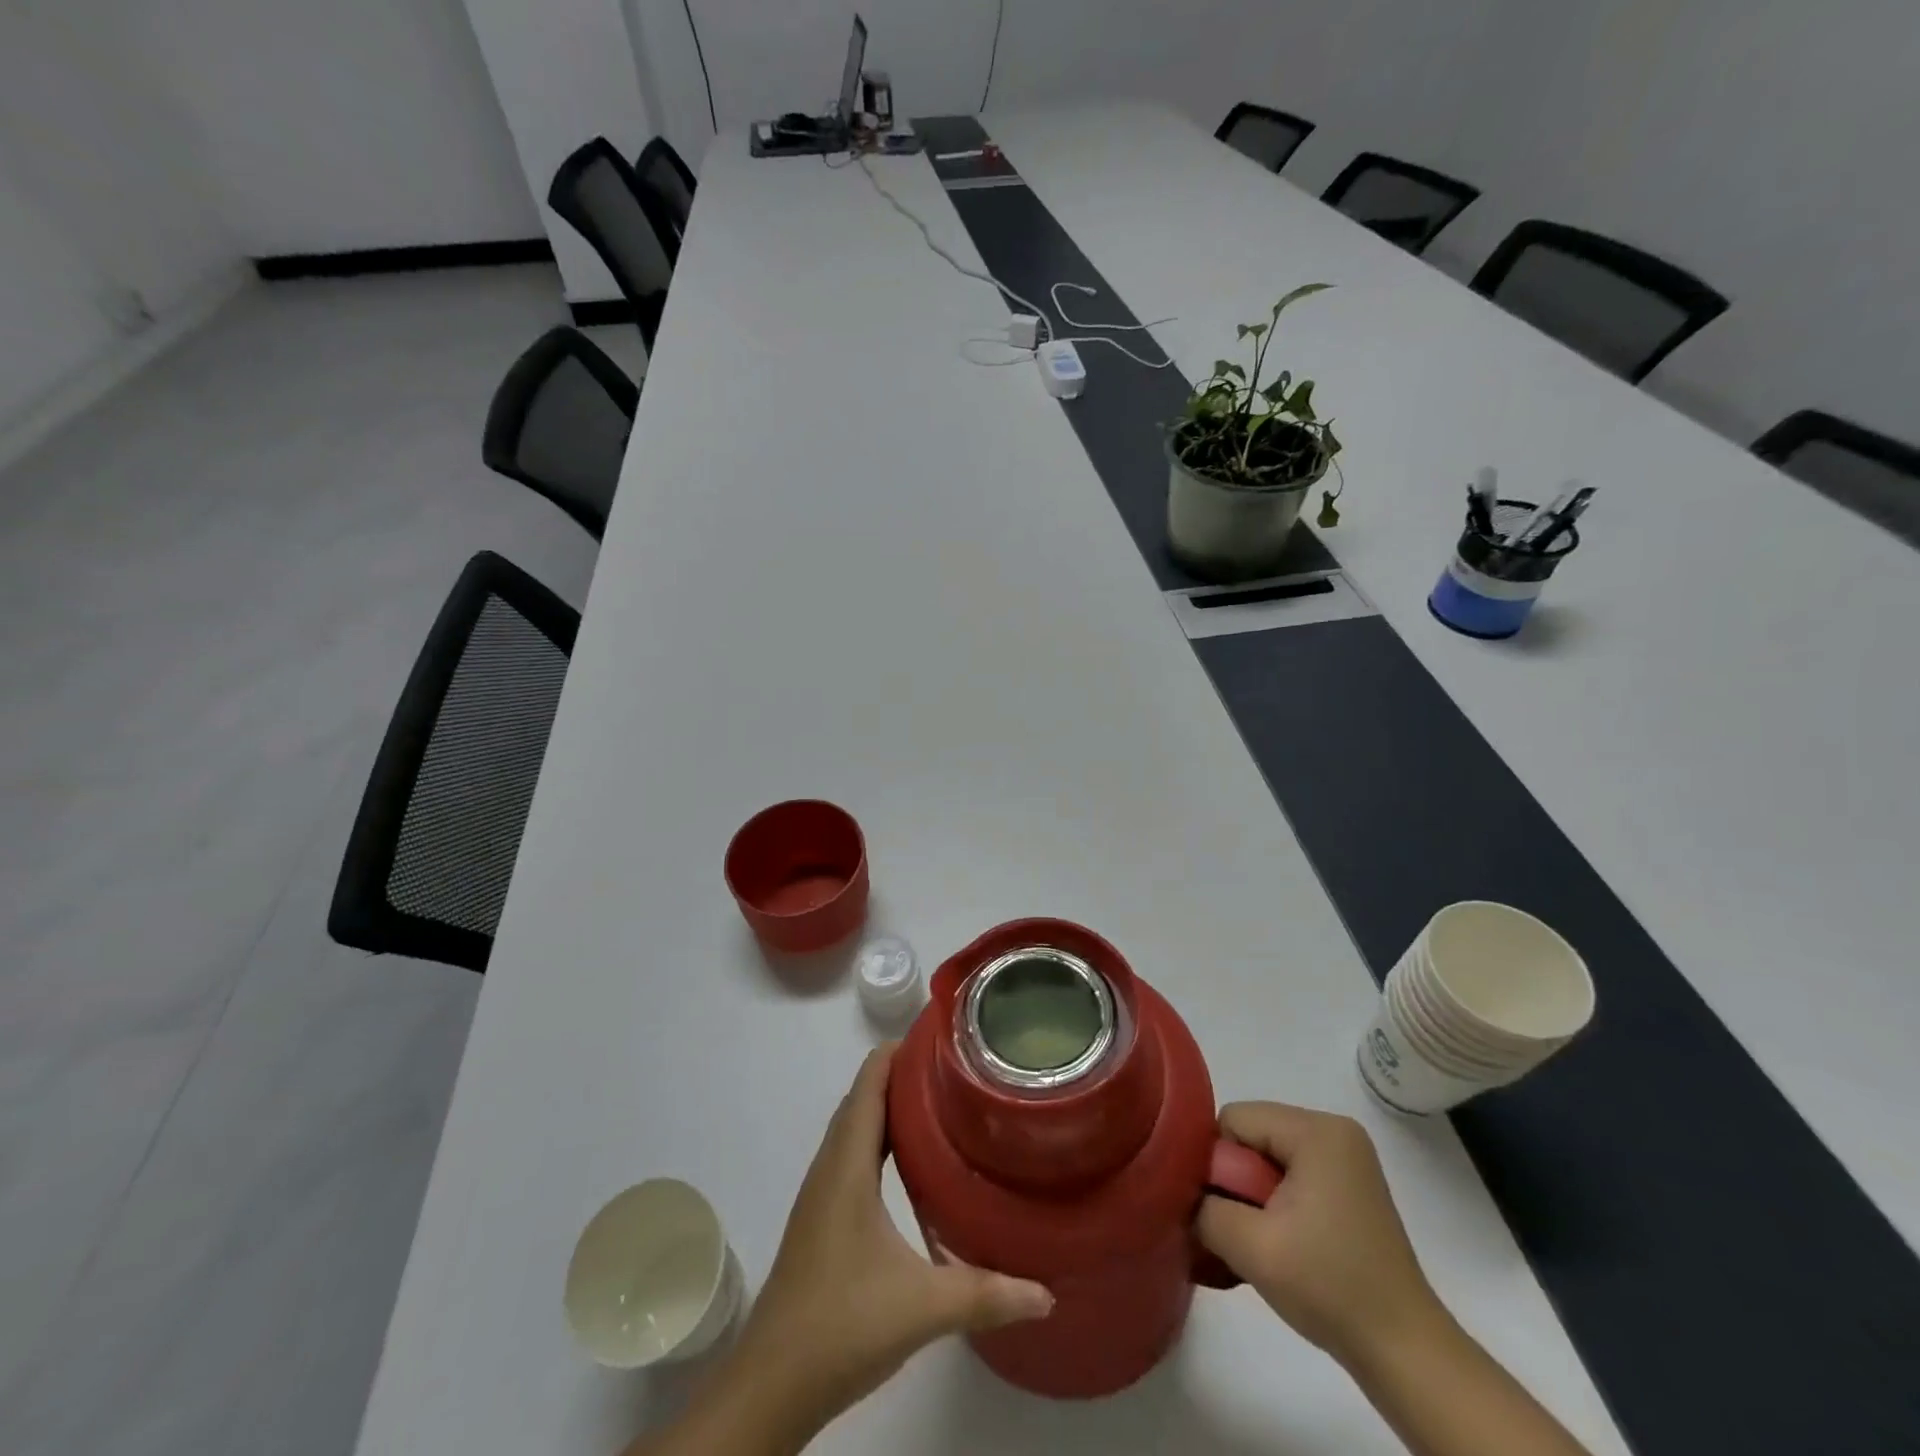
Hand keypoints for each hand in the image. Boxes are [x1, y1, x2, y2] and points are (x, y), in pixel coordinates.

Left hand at [732, 1045, 1053, 1432]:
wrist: (771, 1385)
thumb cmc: (840, 1325)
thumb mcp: (921, 1306)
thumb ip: (985, 1294)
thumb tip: (1046, 1292)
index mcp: (847, 1164)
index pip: (869, 1082)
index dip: (899, 1051)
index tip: (942, 1037)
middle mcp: (831, 1167)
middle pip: (863, 1097)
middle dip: (904, 1073)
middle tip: (956, 1067)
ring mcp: (822, 1193)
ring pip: (856, 1127)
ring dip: (890, 1105)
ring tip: (941, 1101)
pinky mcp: (823, 1218)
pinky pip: (853, 1155)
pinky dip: (880, 1138)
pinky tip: (911, 1161)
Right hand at [1197, 1102, 1442, 1366]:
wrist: (1406, 1353)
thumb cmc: (1330, 1288)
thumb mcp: (1252, 1246)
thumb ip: (1204, 1207)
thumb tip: (1184, 1194)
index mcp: (1317, 1130)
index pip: (1235, 1120)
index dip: (1217, 1163)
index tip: (1224, 1211)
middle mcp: (1334, 1130)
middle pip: (1252, 1134)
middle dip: (1237, 1179)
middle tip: (1245, 1230)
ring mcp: (1346, 1157)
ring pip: (1268, 1155)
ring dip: (1255, 1194)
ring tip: (1262, 1240)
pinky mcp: (1350, 1184)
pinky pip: (1292, 1172)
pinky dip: (1277, 1200)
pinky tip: (1282, 1240)